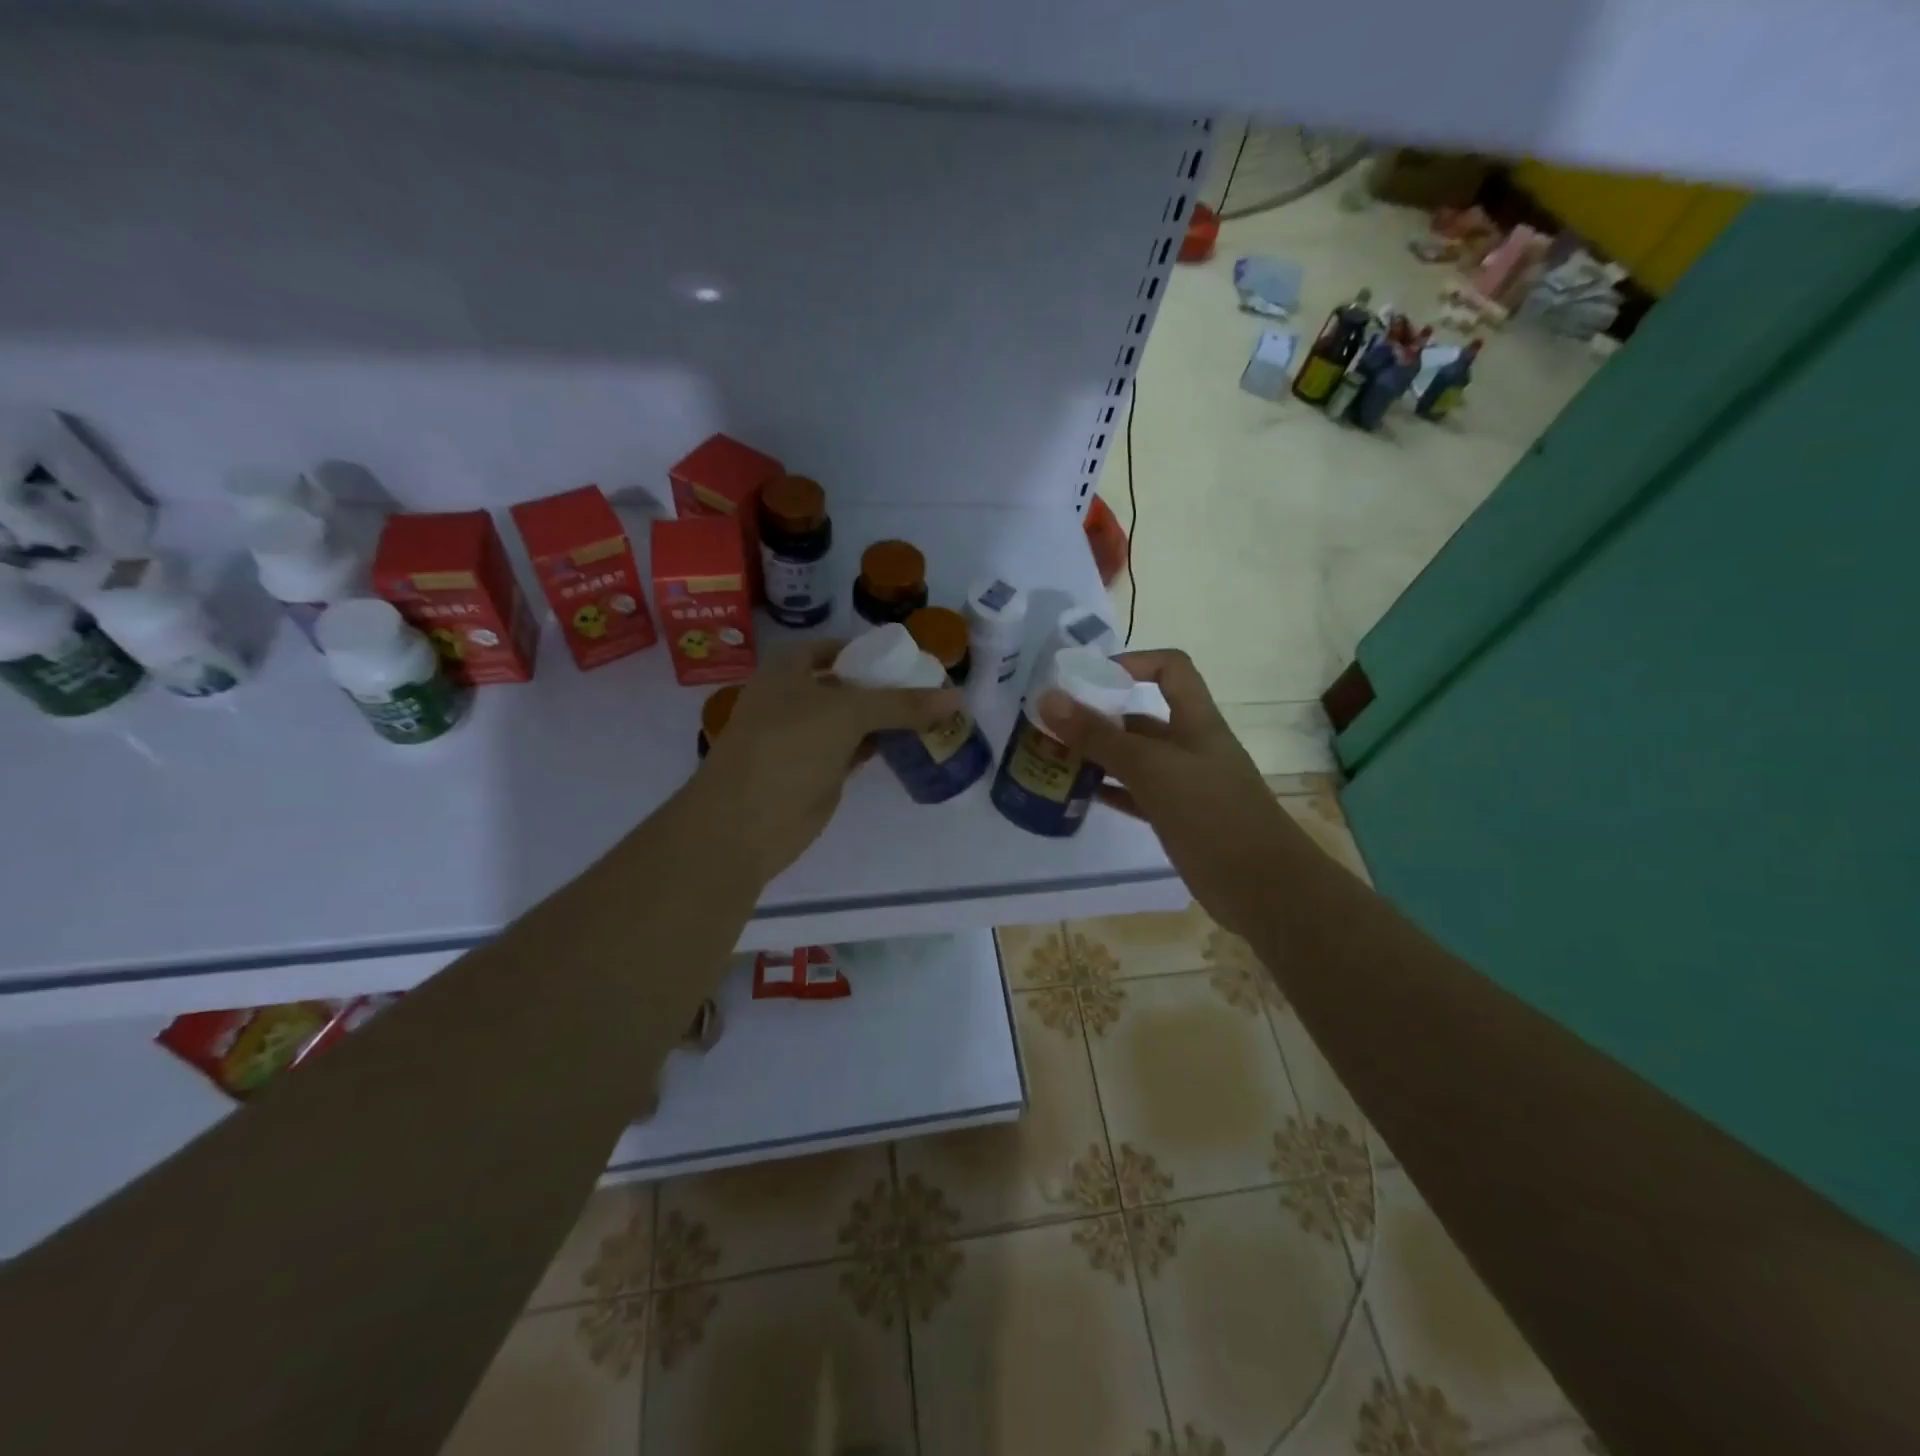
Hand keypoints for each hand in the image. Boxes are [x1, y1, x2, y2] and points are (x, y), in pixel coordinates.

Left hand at [693, 641, 960, 883]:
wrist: (746, 821)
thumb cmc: (787, 747)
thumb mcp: (847, 713)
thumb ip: (901, 704)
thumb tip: (955, 698)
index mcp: (788, 670)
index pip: (834, 648)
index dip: (868, 650)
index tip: (907, 657)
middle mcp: (794, 698)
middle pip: (847, 684)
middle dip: (884, 685)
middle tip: (930, 685)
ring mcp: (805, 738)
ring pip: (853, 720)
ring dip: (886, 718)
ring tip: (931, 712)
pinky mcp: (819, 772)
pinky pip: (856, 750)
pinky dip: (881, 745)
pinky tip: (911, 743)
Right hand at [1038, 649, 1299, 938]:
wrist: (1264, 889)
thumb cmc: (1212, 815)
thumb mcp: (1151, 769)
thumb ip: (1099, 736)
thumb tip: (1048, 698)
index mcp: (1196, 722)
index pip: (1170, 669)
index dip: (1133, 662)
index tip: (1089, 679)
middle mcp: (1191, 747)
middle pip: (1144, 717)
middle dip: (1101, 716)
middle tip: (1052, 725)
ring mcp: (1186, 785)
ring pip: (1136, 759)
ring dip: (1100, 756)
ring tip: (1056, 759)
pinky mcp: (1179, 819)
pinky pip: (1138, 795)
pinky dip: (1111, 791)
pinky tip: (1082, 796)